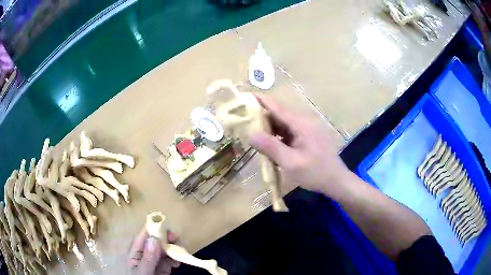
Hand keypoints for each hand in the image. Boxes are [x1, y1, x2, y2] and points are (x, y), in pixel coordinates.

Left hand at [128, 228, 180, 274]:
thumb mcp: (142, 272)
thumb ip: (148, 258)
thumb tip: (154, 238)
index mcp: (135, 253)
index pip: (143, 237)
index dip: (154, 230)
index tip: (167, 229)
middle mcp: (145, 255)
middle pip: (156, 241)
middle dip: (166, 239)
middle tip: (176, 239)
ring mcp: (154, 262)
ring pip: (164, 250)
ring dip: (173, 249)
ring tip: (180, 254)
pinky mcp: (162, 269)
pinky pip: (170, 260)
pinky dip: (175, 260)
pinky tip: (178, 264)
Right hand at [249, 94, 350, 198]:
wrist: (336, 181)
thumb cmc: (316, 172)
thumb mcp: (291, 163)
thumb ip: (271, 147)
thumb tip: (250, 134)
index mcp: (301, 123)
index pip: (277, 107)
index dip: (260, 101)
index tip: (244, 96)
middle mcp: (305, 121)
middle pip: (279, 114)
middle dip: (261, 117)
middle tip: (243, 122)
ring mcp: (307, 128)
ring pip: (283, 123)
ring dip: (270, 128)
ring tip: (253, 134)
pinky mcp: (308, 135)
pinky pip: (289, 131)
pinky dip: (278, 136)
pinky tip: (270, 145)